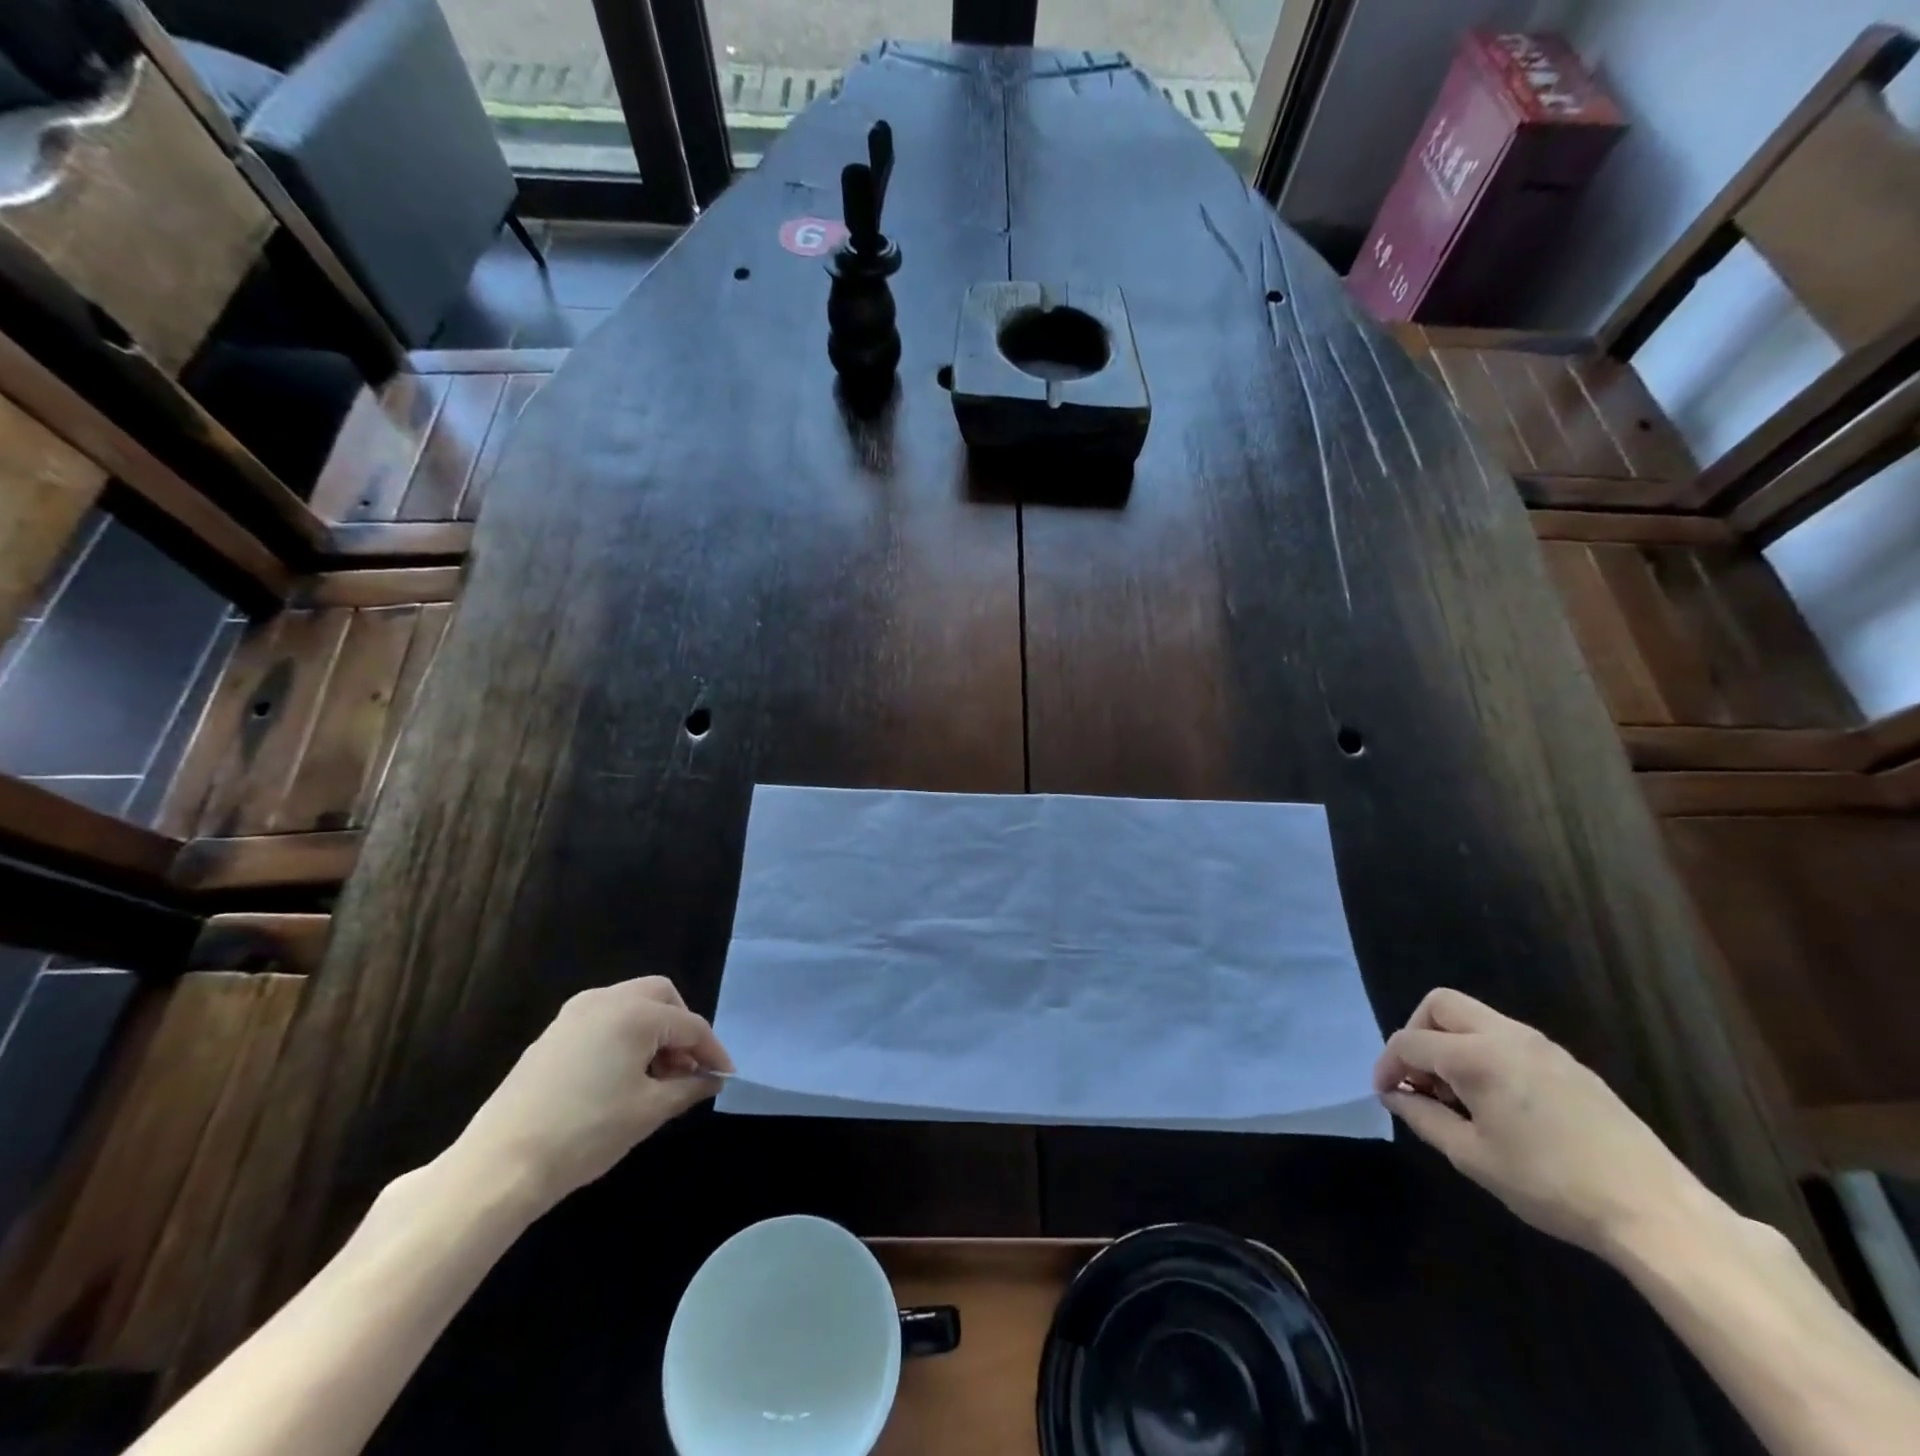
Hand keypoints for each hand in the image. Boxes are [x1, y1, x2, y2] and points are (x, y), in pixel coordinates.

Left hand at [453, 977, 733, 1210]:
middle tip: (688, 1068)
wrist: (499, 1165)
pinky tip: (622, 1077)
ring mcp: (574, 1014)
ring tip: (657, 1077)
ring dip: (653, 1031)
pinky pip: (604, 1020)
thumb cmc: (585, 1133)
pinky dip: (624, 1037)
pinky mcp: (553, 1034)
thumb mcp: (648, 1112)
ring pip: (631, 1005)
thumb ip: (688, 1088)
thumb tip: (711, 1079)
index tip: (724, 1076)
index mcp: (635, 1013)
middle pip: (661, 997)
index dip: (712, 1051)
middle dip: (682, 1028)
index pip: (690, 1025)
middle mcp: (606, 999)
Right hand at [1374, 988, 1704, 1257]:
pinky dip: (1484, 1053)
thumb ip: (1423, 1117)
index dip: (1387, 1065)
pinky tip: (1497, 1102)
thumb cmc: (1551, 1184)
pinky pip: (1507, 1038)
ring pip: (1475, 1017)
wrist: (1655, 1212)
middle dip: (1417, 1033)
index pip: (1410, 1042)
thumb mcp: (1473, 1157)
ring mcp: (1542, 1046)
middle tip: (1418, 1079)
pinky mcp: (1568, 1063)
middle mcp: (1506, 1035)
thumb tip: (1394, 1095)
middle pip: (1440, 1005)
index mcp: (1477, 1056)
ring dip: (1451, 1043)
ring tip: (1457, 1096)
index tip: (1384, 1094)